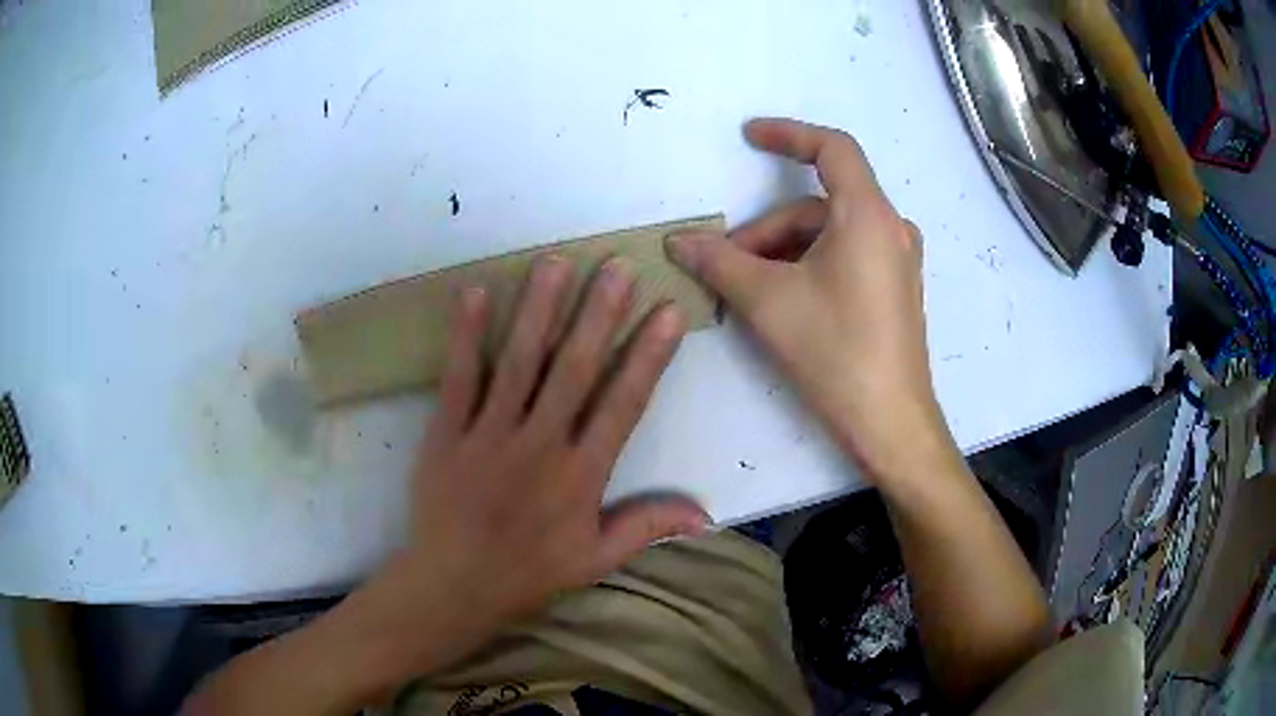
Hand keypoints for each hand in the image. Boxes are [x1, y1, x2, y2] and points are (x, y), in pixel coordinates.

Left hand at [358, 256, 707, 680]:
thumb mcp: (596, 560)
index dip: (648, 356)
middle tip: (616, 267)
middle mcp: (539, 445)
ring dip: (539, 309)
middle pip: (573, 369)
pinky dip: (466, 335)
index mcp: (581, 475)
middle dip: (598, 314)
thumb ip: (647, 528)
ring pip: (519, 362)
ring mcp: (489, 434)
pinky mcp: (447, 433)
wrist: (454, 586)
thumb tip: (706, 514)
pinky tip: (477, 292)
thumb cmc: (529, 574)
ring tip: (556, 262)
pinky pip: (459, 378)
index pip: (623, 404)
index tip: (667, 312)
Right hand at [669, 118, 949, 478]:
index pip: (832, 148)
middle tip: (726, 268)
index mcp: (868, 215)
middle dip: (766, 231)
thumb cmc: (836, 353)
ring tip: (749, 294)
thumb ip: (719, 262)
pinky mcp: (893, 289)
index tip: (749, 136)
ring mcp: (896, 260)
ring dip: (782, 254)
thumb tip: (678, 241)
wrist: (891, 424)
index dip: (788, 134)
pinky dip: (807, 267)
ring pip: (827, 236)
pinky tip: (783, 303)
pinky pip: (844, 258)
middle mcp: (890, 228)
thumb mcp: (769, 302)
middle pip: (816, 206)